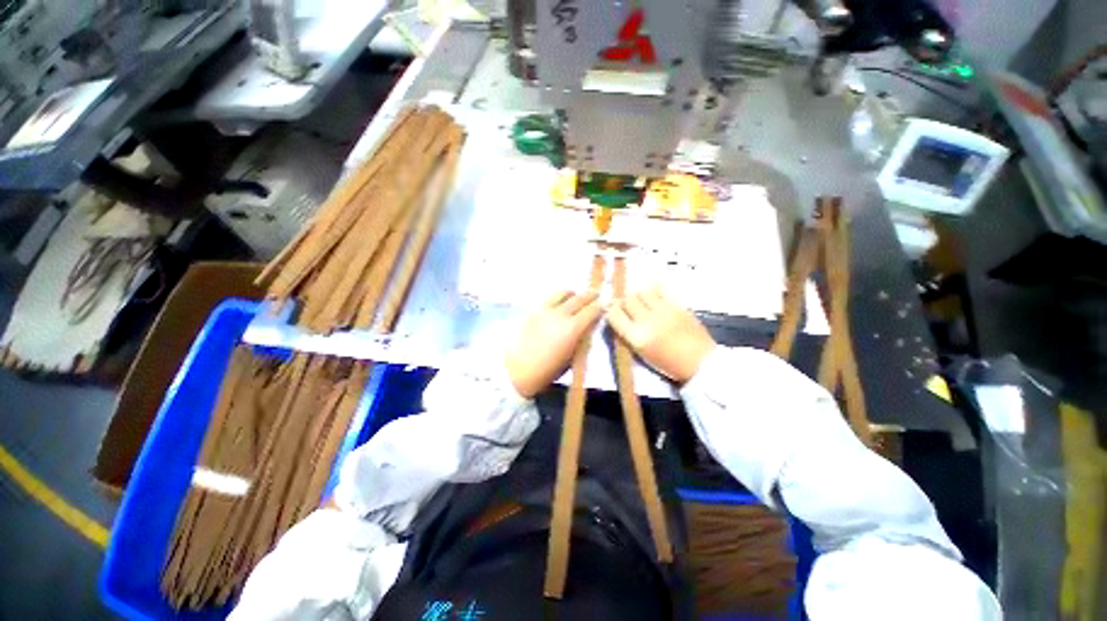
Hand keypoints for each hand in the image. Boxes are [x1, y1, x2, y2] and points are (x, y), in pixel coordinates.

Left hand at [506, 291, 603, 397]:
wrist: (513, 371)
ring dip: (573, 293)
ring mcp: (543, 309)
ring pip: (562, 292)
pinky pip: (548, 297)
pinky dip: (557, 297)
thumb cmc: (545, 371)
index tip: (607, 304)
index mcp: (572, 329)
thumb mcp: (570, 359)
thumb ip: (581, 339)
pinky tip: (558, 303)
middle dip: (591, 295)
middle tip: (596, 294)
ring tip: (575, 296)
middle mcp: (559, 314)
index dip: (602, 306)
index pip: (592, 310)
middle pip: (579, 297)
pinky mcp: (531, 309)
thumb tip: (589, 326)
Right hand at [607, 288, 715, 382]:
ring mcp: (663, 311)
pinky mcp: (677, 305)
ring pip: (642, 292)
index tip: (614, 312)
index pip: (614, 314)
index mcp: (636, 337)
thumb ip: (627, 335)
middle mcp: (647, 321)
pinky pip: (660, 289)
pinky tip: (654, 297)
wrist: (699, 362)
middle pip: (627, 300)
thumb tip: (617, 317)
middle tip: (628, 307)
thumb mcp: (641, 354)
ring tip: (642, 302)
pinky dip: (653, 291)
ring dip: (638, 295)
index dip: (611, 311)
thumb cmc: (667, 363)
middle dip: (624, 302)